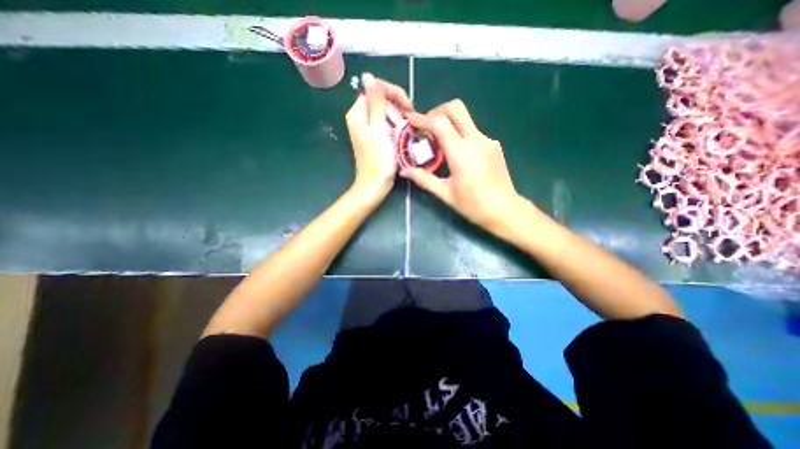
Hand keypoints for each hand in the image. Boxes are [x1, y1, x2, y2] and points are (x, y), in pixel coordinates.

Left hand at [347, 72, 415, 201]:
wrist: (375, 184)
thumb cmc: (378, 159)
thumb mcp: (378, 129)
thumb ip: (376, 102)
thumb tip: (368, 76)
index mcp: (358, 113)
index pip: (375, 89)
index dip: (393, 93)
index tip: (408, 107)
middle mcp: (360, 117)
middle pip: (380, 99)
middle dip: (397, 105)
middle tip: (410, 118)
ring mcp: (367, 127)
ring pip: (385, 111)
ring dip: (399, 116)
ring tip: (409, 126)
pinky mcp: (374, 136)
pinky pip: (386, 123)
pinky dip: (396, 125)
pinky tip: (404, 132)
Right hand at [399, 100, 526, 232]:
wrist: (505, 210)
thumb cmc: (473, 205)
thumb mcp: (445, 193)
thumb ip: (423, 179)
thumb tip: (403, 171)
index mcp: (461, 152)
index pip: (439, 123)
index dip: (422, 119)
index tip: (411, 122)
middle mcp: (476, 139)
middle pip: (456, 108)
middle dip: (437, 112)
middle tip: (426, 127)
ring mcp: (487, 140)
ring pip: (465, 119)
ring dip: (448, 123)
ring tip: (437, 142)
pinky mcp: (493, 145)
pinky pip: (472, 131)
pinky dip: (459, 134)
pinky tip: (455, 152)